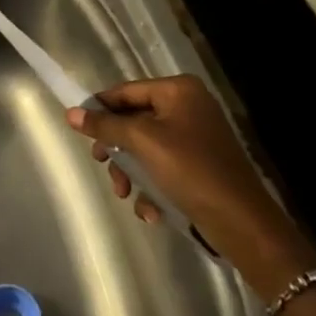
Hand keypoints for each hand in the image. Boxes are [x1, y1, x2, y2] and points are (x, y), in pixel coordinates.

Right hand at [66, 75, 315, 289]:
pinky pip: (163, 168)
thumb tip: (71, 113)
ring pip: (145, 148)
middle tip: (103, 165)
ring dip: (132, 173)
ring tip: (127, 195)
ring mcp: (196, 138)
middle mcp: (188, 107)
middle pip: (134, 120)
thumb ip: (106, 125)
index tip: (77, 129)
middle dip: (118, 148)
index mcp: (178, 91)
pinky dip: (152, 187)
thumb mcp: (143, 142)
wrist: (243, 224)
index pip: (126, 91)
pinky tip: (151, 210)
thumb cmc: (191, 170)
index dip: (99, 108)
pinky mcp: (200, 167)